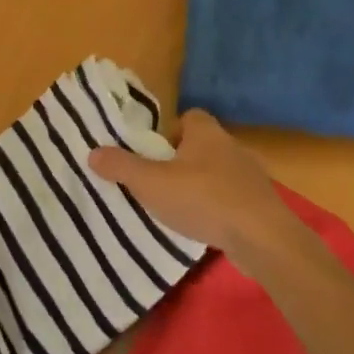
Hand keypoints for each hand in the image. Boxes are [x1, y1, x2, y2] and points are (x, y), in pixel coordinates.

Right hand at [88, 110, 298, 259]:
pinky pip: (232, 197)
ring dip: (200, 186)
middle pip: (201, 145)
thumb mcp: (151, 183)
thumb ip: (121, 167)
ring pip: (217, 172)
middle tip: (159, 183)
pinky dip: (218, 207)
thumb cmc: (203, 199)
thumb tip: (92, 152)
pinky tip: (205, 226)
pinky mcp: (261, 202)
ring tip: (179, 208)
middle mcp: (231, 146)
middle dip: (181, 161)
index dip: (168, 133)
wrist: (262, 237)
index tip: (152, 155)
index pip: (188, 117)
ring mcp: (251, 175)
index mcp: (206, 132)